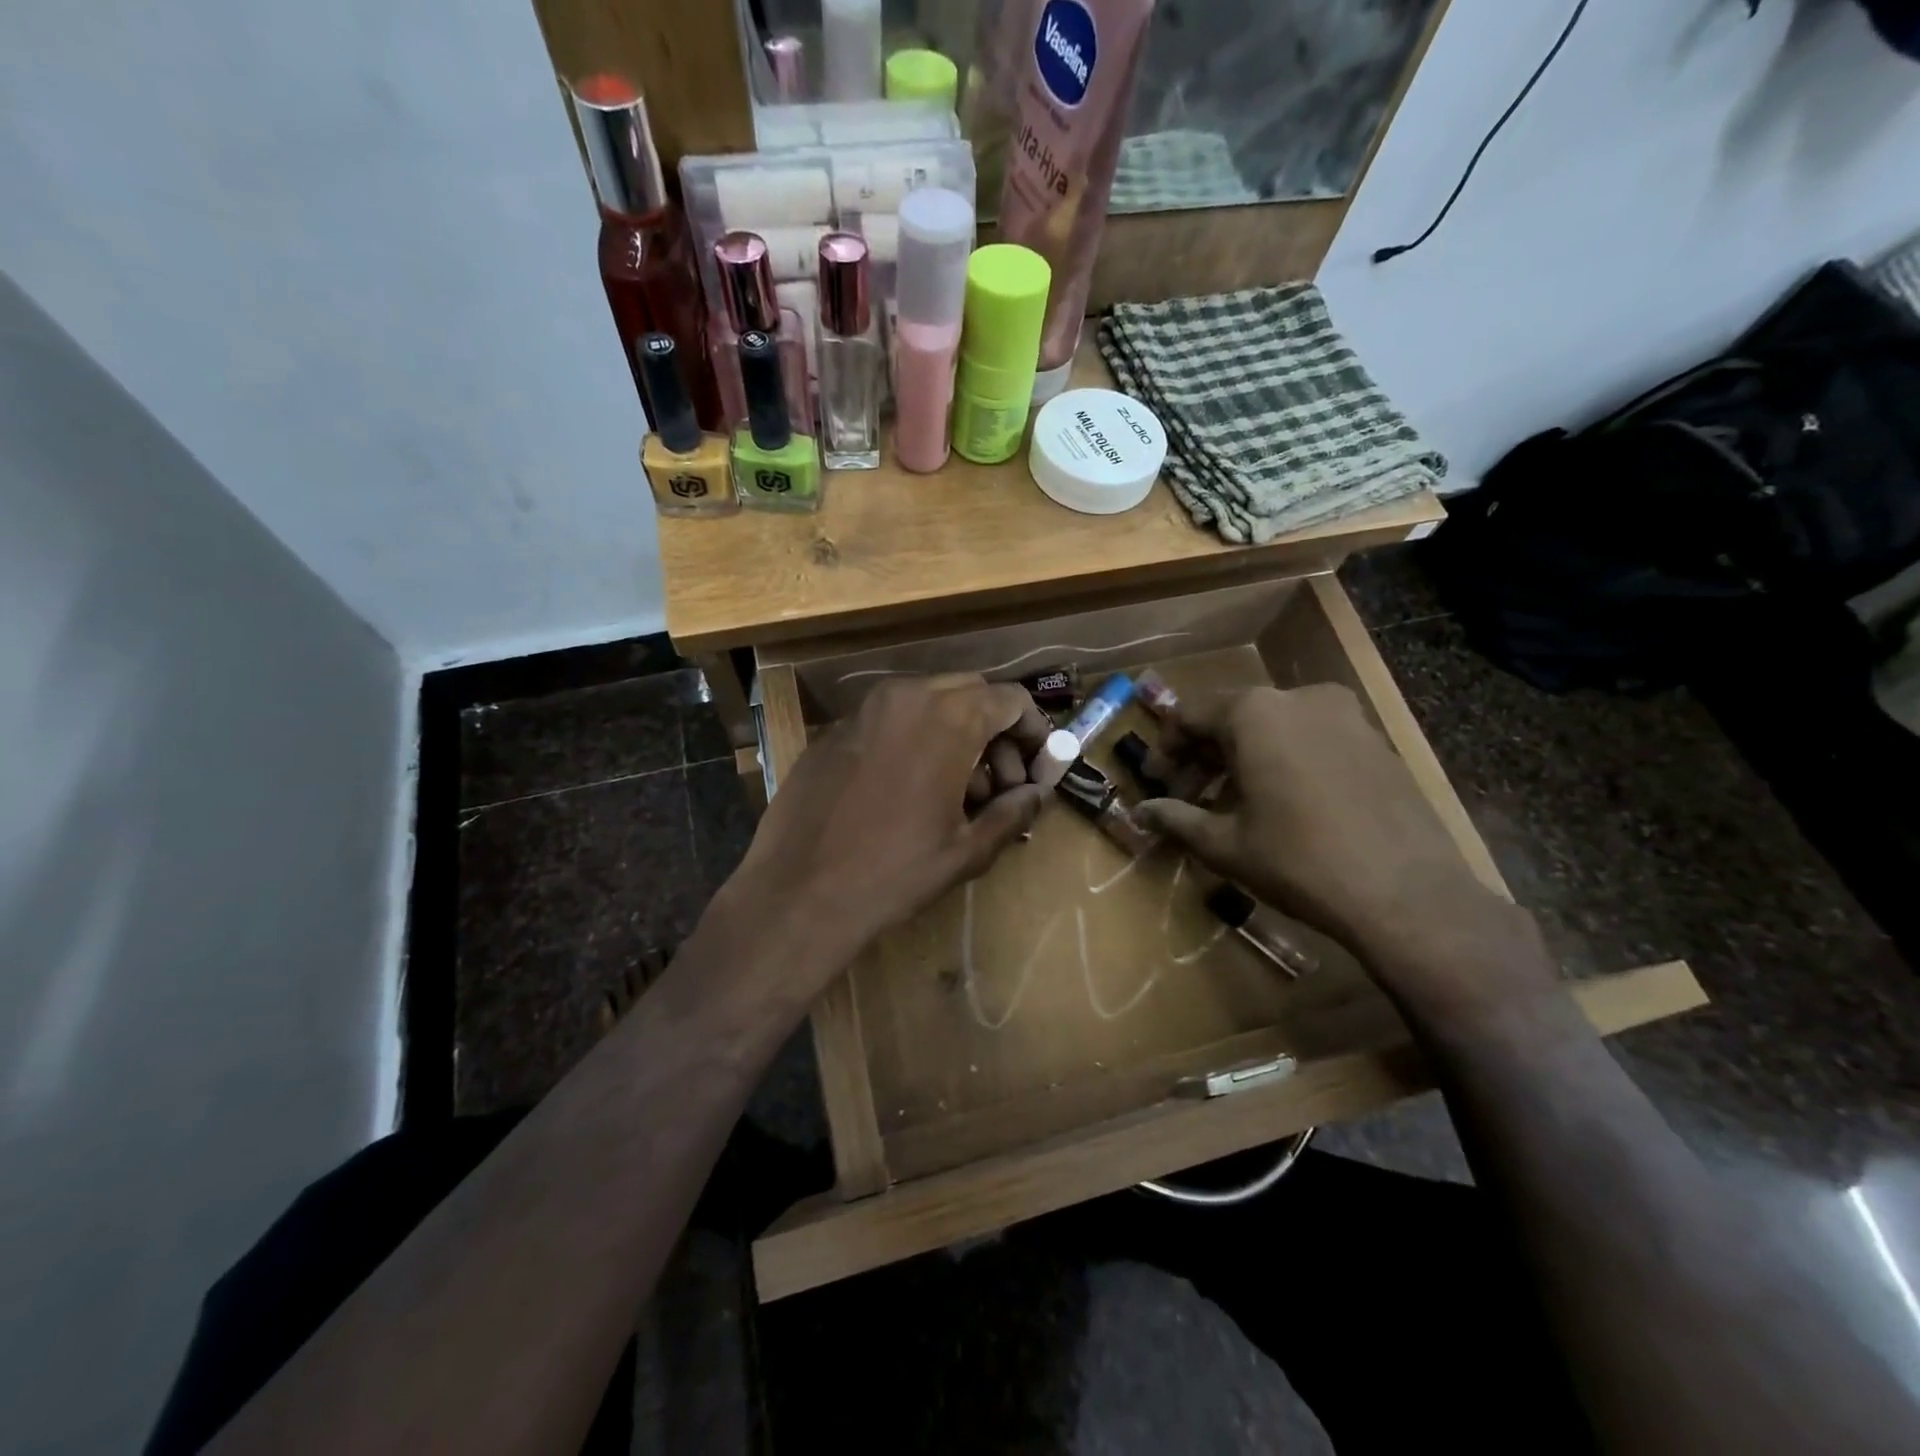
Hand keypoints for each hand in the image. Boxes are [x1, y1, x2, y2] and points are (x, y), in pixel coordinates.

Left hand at [731, 675, 1052, 978]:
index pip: (1010, 699)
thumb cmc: (894, 873)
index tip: (1037, 768)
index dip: (1034, 730)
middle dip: (994, 732)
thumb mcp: (967, 849)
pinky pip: (889, 721)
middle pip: (969, 694)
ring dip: (954, 735)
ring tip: (955, 794)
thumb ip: (1012, 811)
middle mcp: (905, 696)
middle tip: (999, 785)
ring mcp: (863, 710)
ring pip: (927, 704)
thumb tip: (1037, 794)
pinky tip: (906, 792)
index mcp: (947, 717)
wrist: (797, 894)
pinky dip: (913, 741)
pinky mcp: (833, 731)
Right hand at [1132, 685, 1553, 1021]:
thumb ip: (1176, 819)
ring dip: (1243, 760)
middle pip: (1232, 718)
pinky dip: (1283, 761)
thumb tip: (1139, 814)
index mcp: (1254, 712)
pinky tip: (1282, 805)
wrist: (1407, 895)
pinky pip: (1311, 739)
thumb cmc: (1298, 861)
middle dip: (1204, 757)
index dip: (1166, 750)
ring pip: (1273, 728)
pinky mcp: (1376, 740)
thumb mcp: (1225, 844)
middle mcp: (1298, 698)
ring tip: (1233, 807)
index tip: (1157, 783)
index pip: (1189, 715)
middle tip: (1189, 798)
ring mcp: (1345, 715)